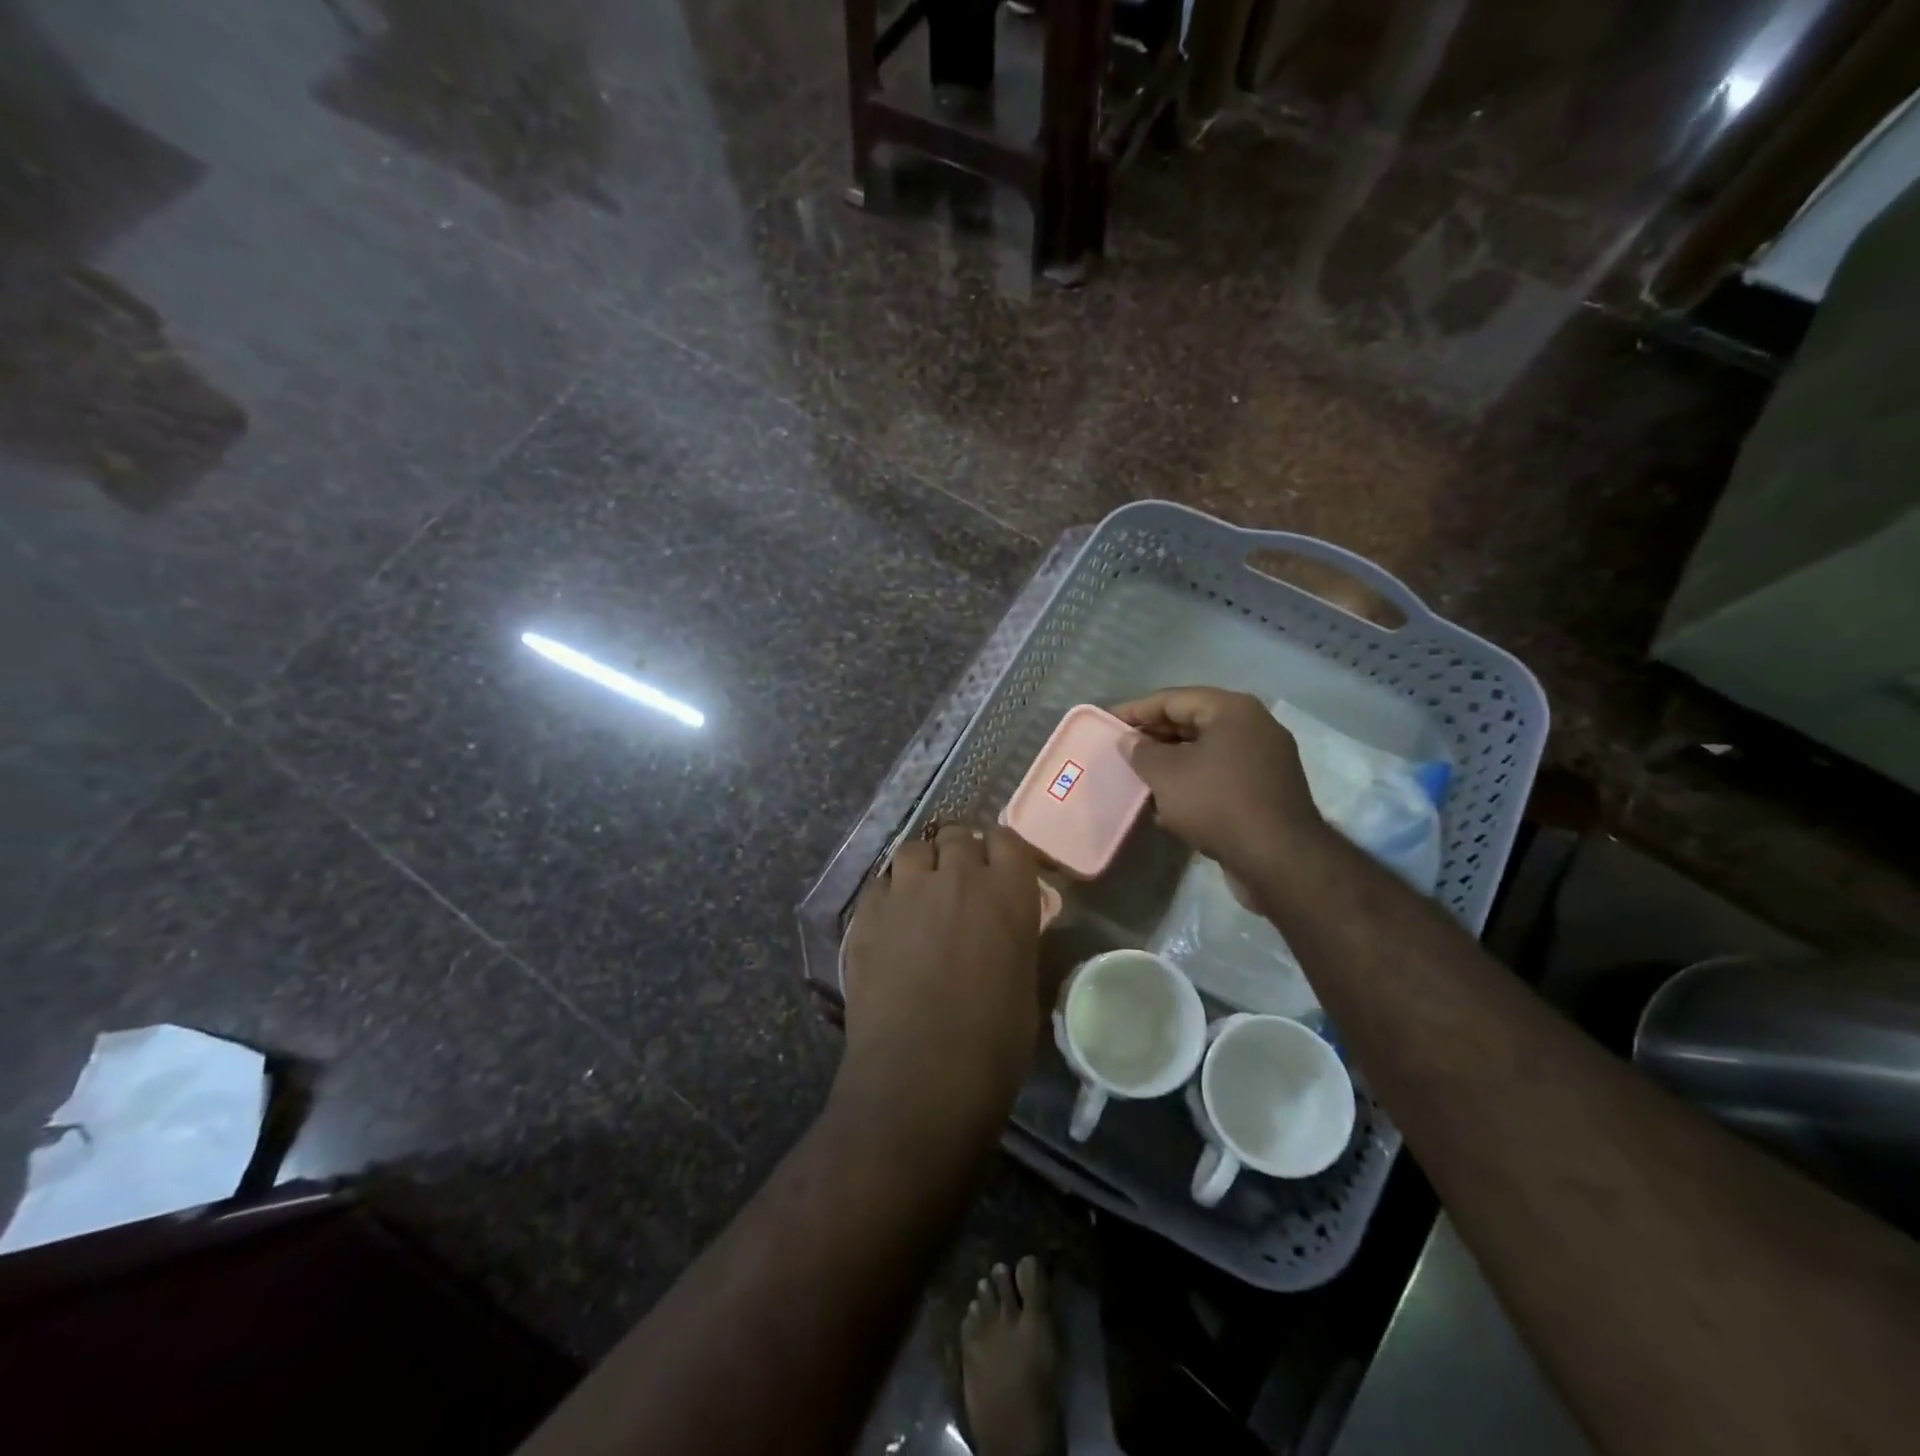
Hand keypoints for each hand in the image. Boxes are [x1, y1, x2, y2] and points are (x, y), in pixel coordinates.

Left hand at [838, 825, 1043, 1138]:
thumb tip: (999, 927)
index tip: (998, 867)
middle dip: (960, 853)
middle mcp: (959, 877)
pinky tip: (891, 922)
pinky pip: (881, 883)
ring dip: (922, 866)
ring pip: (913, 850)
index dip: (1000, 851)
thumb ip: (1012, 936)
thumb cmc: (992, 1043)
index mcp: (1008, 893)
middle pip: (957, 836)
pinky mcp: (867, 912)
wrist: (920, 1075)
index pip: (1007, 839)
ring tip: (921, 895)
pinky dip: (890, 893)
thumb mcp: (1024, 981)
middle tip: (959, 883)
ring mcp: (907, 891)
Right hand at [1112, 688, 1327, 885]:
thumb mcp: (1167, 775)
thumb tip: (1129, 740)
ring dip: (1172, 760)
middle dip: (1154, 735)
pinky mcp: (1267, 788)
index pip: (1173, 699)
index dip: (1136, 709)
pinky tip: (1168, 800)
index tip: (1106, 720)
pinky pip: (1220, 773)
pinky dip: (1193, 780)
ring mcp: (1265, 758)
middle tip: (1121, 747)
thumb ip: (1142, 752)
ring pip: (1206, 749)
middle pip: (1193, 721)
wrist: (1278, 858)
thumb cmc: (1217, 803)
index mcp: (1232, 710)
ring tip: (1139, 773)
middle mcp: (1254, 725)